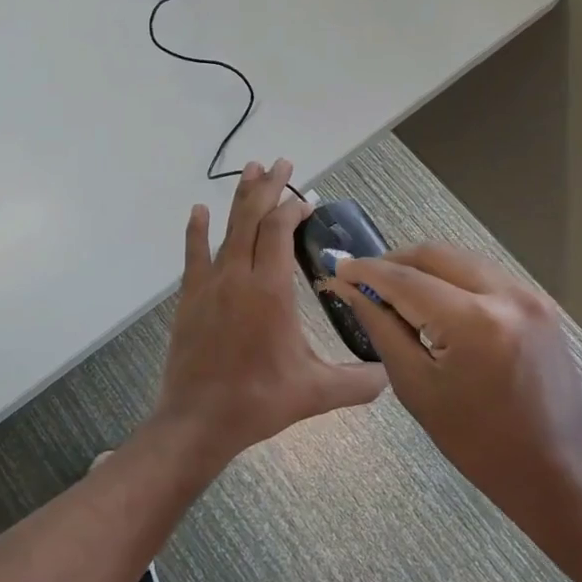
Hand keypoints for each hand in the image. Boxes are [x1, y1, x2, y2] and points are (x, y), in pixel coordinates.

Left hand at [153, 159, 386, 463]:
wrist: (198, 419)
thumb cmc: (259, 401)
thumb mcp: (316, 392)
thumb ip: (359, 382)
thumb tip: (390, 375)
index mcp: (270, 290)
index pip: (280, 231)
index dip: (292, 208)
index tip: (306, 199)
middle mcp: (238, 276)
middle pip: (252, 218)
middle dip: (267, 187)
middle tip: (280, 162)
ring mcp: (210, 284)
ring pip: (226, 229)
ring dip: (239, 198)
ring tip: (250, 170)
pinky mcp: (190, 297)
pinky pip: (194, 254)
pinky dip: (197, 230)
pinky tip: (198, 211)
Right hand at [326, 243, 581, 540]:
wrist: (555, 470)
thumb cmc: (476, 441)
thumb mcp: (416, 386)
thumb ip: (380, 327)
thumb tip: (348, 289)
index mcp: (474, 322)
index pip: (406, 280)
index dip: (367, 271)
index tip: (339, 267)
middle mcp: (506, 295)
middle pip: (435, 255)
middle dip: (394, 261)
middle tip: (365, 278)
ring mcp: (529, 295)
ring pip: (461, 258)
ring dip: (424, 267)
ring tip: (396, 289)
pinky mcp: (540, 303)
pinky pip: (484, 274)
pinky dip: (453, 277)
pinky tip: (435, 299)